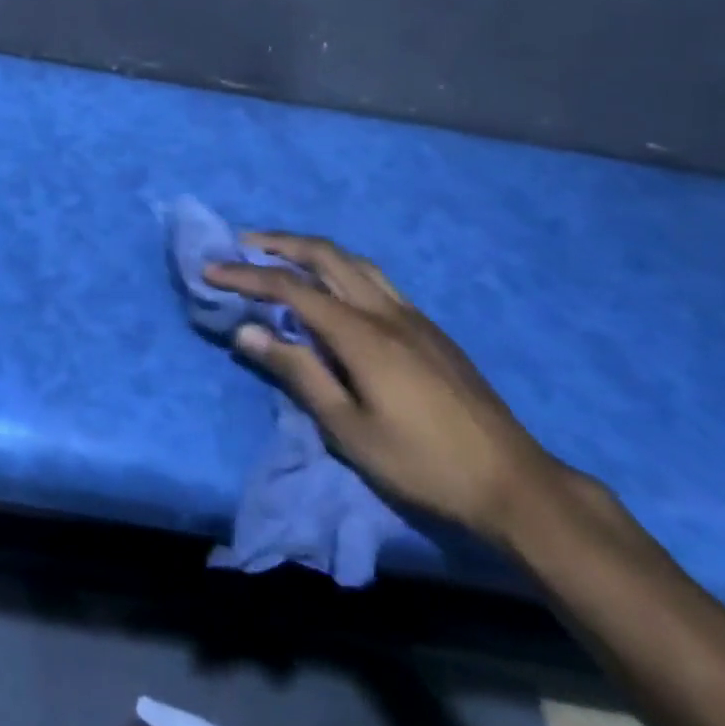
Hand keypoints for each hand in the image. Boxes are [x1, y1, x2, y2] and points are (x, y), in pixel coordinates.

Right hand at [207, 233, 562, 546]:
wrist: (513, 482)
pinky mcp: (429, 328)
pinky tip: (335, 290)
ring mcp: (412, 315)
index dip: (247, 275)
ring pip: (354, 261)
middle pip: (325, 255)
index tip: (211, 269)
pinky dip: (341, 268)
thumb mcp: (349, 429)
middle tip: (243, 244)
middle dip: (279, 243)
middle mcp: (385, 310)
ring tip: (283, 256)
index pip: (291, 288)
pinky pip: (375, 279)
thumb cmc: (423, 464)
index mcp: (361, 333)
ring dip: (312, 250)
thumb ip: (298, 373)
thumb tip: (247, 333)